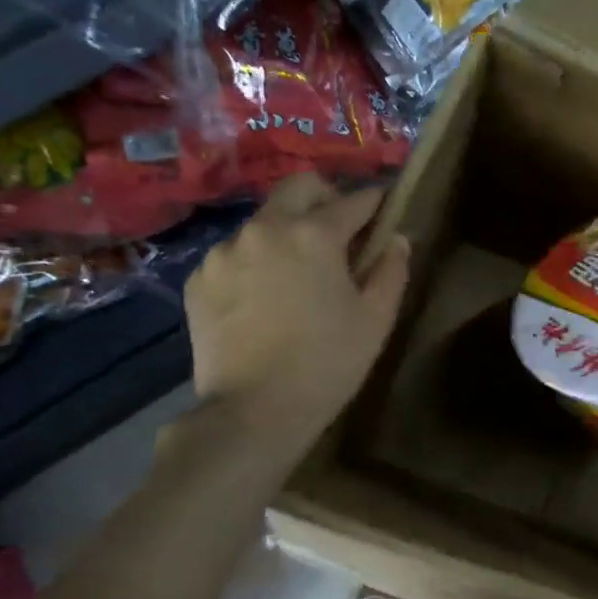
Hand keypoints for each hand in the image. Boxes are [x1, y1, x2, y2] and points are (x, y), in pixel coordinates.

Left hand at [185, 174, 409, 461]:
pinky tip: (264, 298)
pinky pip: (235, 254)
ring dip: (287, 231)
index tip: (385, 207)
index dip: (375, 201)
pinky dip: (255, 262)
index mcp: (314, 235)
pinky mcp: (199, 278)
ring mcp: (225, 251)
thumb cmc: (328, 362)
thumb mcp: (376, 319)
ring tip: (298, 272)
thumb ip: (391, 270)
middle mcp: (265, 228)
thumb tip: (397, 239)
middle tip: (341, 229)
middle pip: (299, 187)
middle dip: (326, 197)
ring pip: (264, 221)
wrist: (254, 411)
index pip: (354, 200)